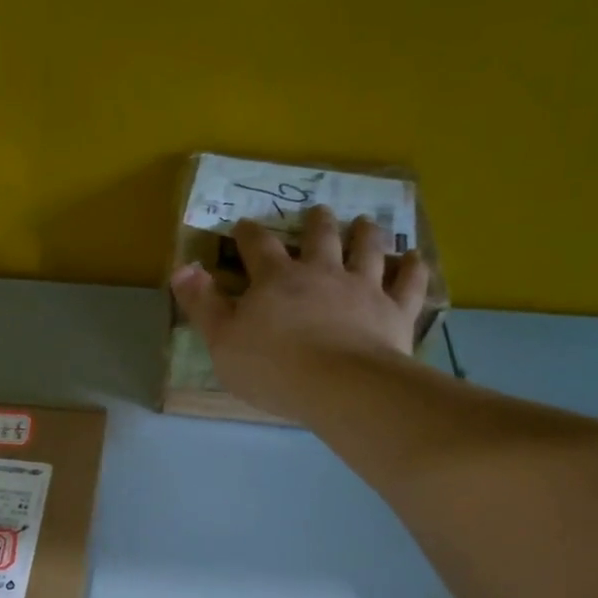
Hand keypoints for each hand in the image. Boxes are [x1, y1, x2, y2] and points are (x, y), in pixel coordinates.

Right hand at [171, 205, 428, 420]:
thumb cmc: (272, 366)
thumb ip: (202, 303)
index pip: (257, 246)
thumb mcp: (221, 340)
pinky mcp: (394, 311)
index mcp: (277, 279)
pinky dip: (413, 269)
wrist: (339, 385)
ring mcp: (362, 288)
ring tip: (366, 223)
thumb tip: (181, 267)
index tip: (243, 225)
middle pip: (320, 237)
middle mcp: (321, 272)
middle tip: (318, 212)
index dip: (248, 234)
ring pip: (367, 249)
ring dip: (366, 233)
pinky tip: (416, 258)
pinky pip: (408, 283)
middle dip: (316, 223)